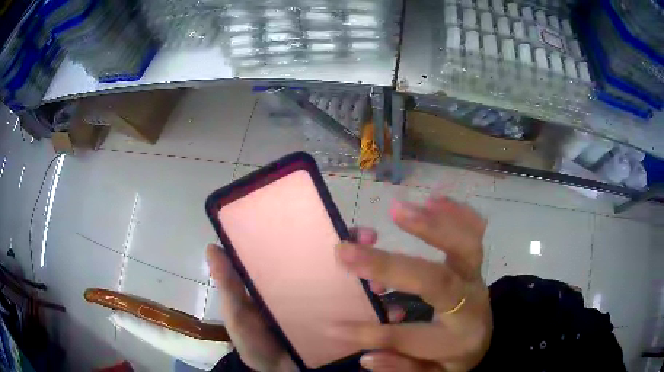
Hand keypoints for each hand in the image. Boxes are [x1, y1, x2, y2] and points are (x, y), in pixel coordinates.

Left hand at [205, 229, 401, 371]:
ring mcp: (336, 313)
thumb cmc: (253, 342)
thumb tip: (212, 248)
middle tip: (372, 246)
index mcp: (294, 280)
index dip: (334, 236)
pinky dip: (385, 316)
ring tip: (382, 287)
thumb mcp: (238, 314)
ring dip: (379, 281)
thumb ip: (229, 286)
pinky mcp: (348, 334)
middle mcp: (319, 292)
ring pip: (363, 290)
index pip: (317, 251)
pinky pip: (371, 322)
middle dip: (364, 253)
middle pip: (347, 266)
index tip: (351, 231)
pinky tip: (393, 315)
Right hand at [333, 195, 492, 371]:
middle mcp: (470, 304)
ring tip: (397, 210)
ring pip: (465, 246)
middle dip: (390, 265)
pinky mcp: (476, 263)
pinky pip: (474, 232)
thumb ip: (401, 368)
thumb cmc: (453, 357)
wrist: (482, 339)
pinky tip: (433, 199)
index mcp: (457, 340)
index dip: (370, 333)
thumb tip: (366, 357)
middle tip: (348, 250)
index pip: (410, 337)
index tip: (332, 325)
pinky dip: (456, 213)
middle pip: (437, 281)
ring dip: (431, 225)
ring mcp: (476, 278)